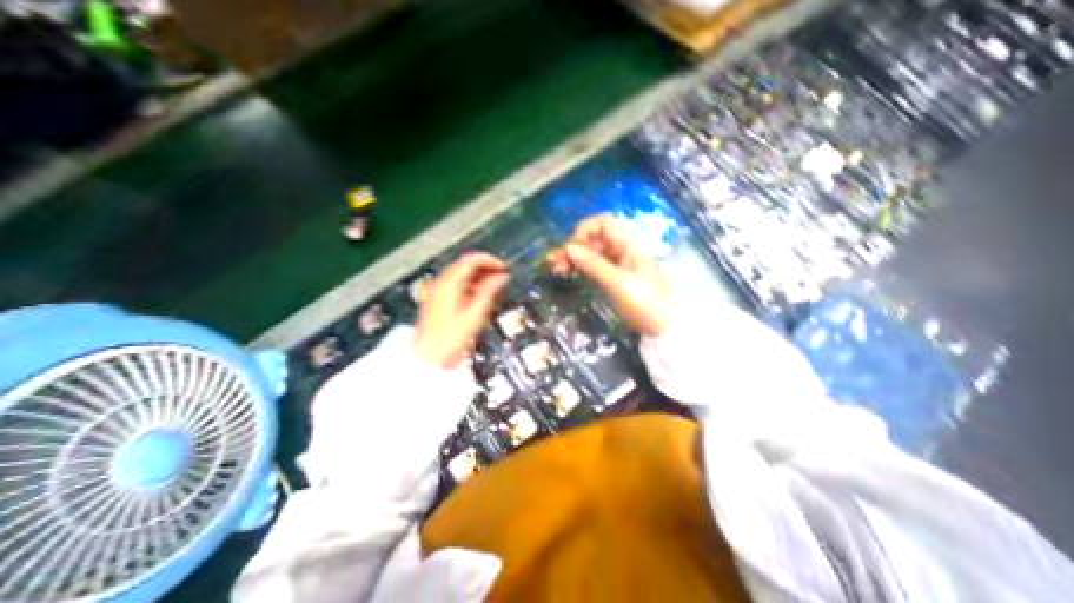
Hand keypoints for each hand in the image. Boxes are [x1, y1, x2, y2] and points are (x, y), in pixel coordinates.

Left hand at [413, 252, 509, 369]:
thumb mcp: (476, 312)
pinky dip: (470, 286)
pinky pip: (456, 285)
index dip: (489, 260)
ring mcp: (437, 290)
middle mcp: (440, 282)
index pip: (471, 260)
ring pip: (461, 275)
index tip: (503, 267)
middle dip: (485, 269)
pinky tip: (481, 295)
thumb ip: (490, 290)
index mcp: (449, 283)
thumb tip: (502, 276)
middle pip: (465, 265)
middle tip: (502, 277)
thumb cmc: (452, 337)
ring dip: (479, 277)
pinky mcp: (437, 299)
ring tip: (495, 286)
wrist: (431, 356)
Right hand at [548, 214, 668, 336]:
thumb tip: (568, 248)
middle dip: (573, 247)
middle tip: (555, 263)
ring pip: (590, 251)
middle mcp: (620, 248)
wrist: (663, 325)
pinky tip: (567, 272)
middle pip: (592, 238)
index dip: (584, 231)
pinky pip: (592, 264)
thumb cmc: (645, 303)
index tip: (571, 249)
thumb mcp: (618, 283)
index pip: (602, 223)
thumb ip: (593, 264)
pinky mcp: (612, 275)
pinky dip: (579, 266)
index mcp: (627, 244)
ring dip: (572, 257)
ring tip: (556, 269)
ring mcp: (616, 262)